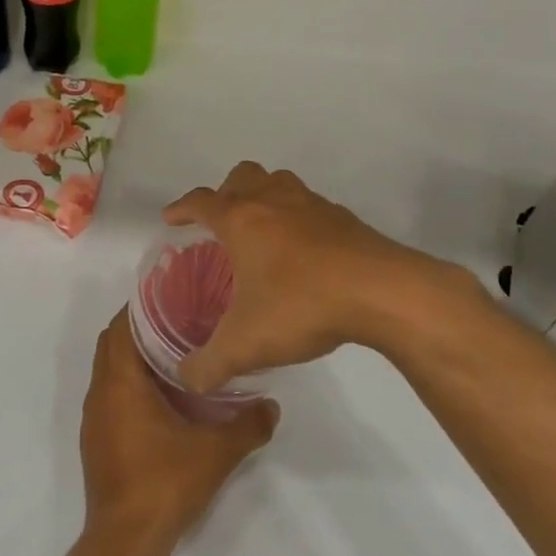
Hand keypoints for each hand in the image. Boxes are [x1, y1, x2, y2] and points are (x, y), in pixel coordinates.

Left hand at [80, 309, 278, 547]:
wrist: (126, 539)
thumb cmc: (165, 483)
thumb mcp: (216, 451)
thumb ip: (248, 424)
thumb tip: (272, 405)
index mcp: (120, 383)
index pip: (120, 327)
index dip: (141, 308)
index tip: (172, 298)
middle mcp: (100, 394)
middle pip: (113, 344)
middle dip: (141, 329)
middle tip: (181, 321)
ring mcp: (95, 418)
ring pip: (111, 371)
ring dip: (136, 358)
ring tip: (177, 352)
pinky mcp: (98, 439)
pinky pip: (111, 395)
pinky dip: (132, 384)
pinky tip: (164, 397)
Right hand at [164, 162, 482, 392]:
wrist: (383, 293)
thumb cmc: (302, 306)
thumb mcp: (245, 345)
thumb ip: (209, 365)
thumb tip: (187, 380)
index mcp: (242, 221)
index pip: (201, 201)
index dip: (182, 208)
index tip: (172, 218)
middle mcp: (274, 202)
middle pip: (242, 175)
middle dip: (225, 192)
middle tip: (221, 222)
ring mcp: (313, 206)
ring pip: (280, 182)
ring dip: (264, 196)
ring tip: (261, 229)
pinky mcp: (345, 219)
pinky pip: (311, 206)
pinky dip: (299, 218)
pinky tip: (304, 251)